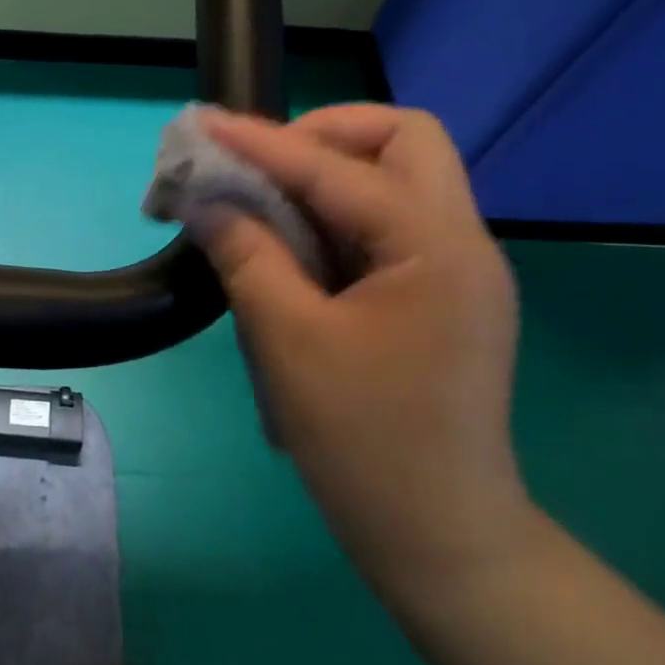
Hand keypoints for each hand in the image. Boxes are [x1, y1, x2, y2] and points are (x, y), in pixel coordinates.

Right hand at [196, 104, 531, 603]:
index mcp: (436, 248)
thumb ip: (246, 255)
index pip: (340, 168)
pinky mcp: (438, 295)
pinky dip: (335, 215)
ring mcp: (455, 269)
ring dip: (327, 173)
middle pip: (403, 140)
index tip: (204, 125)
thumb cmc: (365, 442)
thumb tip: (205, 201)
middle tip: (261, 166)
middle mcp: (460, 242)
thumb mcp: (290, 341)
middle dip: (324, 136)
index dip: (264, 142)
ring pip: (398, 177)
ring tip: (263, 199)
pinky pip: (387, 223)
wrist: (440, 539)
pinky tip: (290, 243)